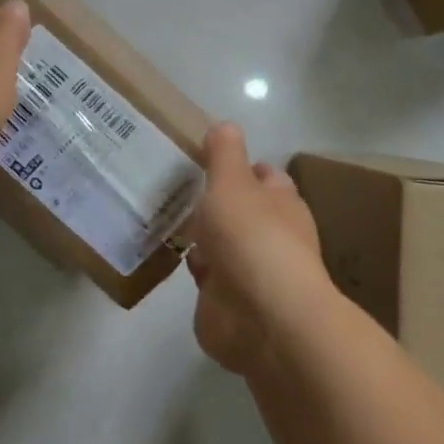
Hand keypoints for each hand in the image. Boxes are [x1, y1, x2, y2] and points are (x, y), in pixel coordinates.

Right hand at [186, 123, 335, 376]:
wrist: (261, 318)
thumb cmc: (251, 237)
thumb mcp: (232, 182)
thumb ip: (224, 154)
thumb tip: (225, 125)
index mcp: (280, 204)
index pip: (263, 176)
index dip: (241, 166)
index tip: (206, 156)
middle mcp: (269, 236)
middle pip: (240, 212)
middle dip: (214, 203)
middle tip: (173, 185)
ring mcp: (249, 273)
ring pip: (221, 246)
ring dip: (202, 239)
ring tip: (163, 216)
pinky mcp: (227, 304)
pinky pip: (207, 280)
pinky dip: (194, 271)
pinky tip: (168, 256)